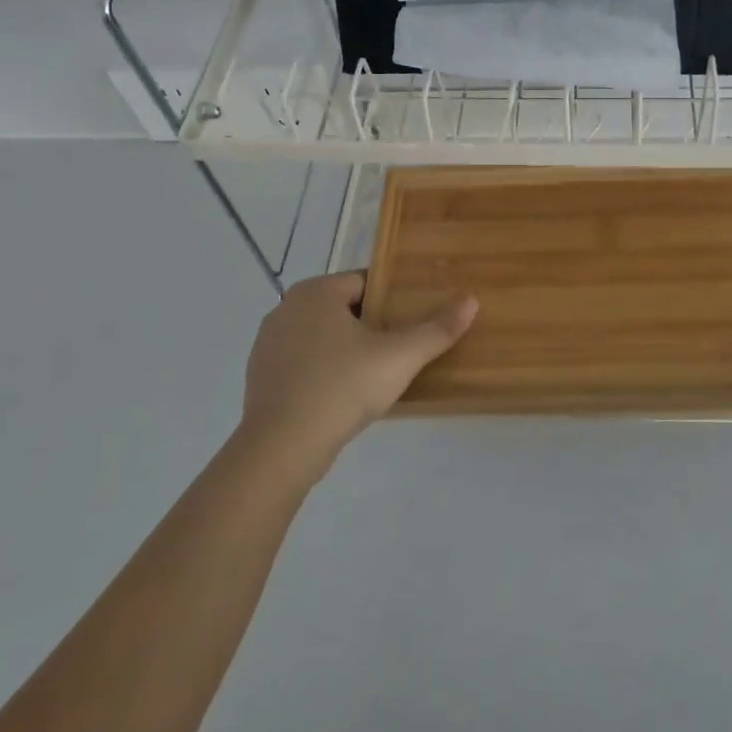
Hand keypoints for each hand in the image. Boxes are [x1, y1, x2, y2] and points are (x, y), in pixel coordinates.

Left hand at [239, 272, 476, 478]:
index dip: (392, 300)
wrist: (281, 448)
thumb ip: (436, 330)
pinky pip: (303, 363)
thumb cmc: (342, 387)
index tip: (411, 322)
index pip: (365, 283)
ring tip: (374, 375)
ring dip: (345, 350)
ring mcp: (268, 343)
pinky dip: (323, 371)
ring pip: (321, 336)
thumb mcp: (399, 358)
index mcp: (316, 291)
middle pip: (343, 309)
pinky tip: (342, 395)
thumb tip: (471, 301)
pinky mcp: (260, 376)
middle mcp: (287, 307)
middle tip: (399, 351)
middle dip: (370, 326)